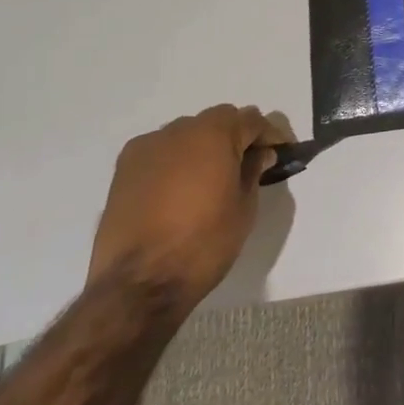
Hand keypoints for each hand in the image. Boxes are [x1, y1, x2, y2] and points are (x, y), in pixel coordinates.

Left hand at [88, 104, 279, 310]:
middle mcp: (179, 130)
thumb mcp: (244, 208)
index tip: (280, 152)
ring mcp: (147, 148)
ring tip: (211, 177)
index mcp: (214, 135)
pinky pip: (160, 151)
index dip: (269, 135)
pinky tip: (179, 187)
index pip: (251, 120)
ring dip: (204, 146)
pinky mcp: (123, 169)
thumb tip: (259, 154)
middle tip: (248, 163)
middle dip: (236, 136)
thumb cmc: (203, 243)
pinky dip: (176, 160)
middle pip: (217, 120)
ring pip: (187, 133)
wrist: (138, 284)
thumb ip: (253, 171)